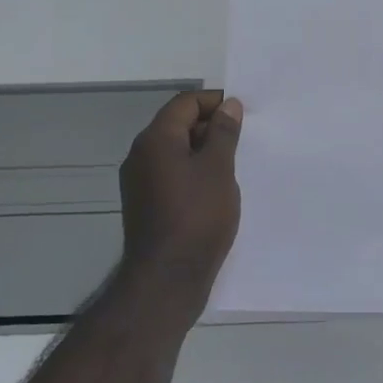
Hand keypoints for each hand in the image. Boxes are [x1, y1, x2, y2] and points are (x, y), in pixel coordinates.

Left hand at [117, 90, 243, 312]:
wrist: (167, 279)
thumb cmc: (197, 216)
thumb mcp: (219, 168)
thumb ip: (224, 132)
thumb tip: (228, 105)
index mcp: (155, 139)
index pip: (185, 103)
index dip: (214, 102)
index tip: (242, 114)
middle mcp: (140, 155)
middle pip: (177, 125)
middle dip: (210, 126)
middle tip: (242, 140)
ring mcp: (139, 182)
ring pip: (174, 151)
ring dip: (203, 151)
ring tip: (233, 165)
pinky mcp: (144, 205)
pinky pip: (170, 174)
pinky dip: (192, 172)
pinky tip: (215, 190)